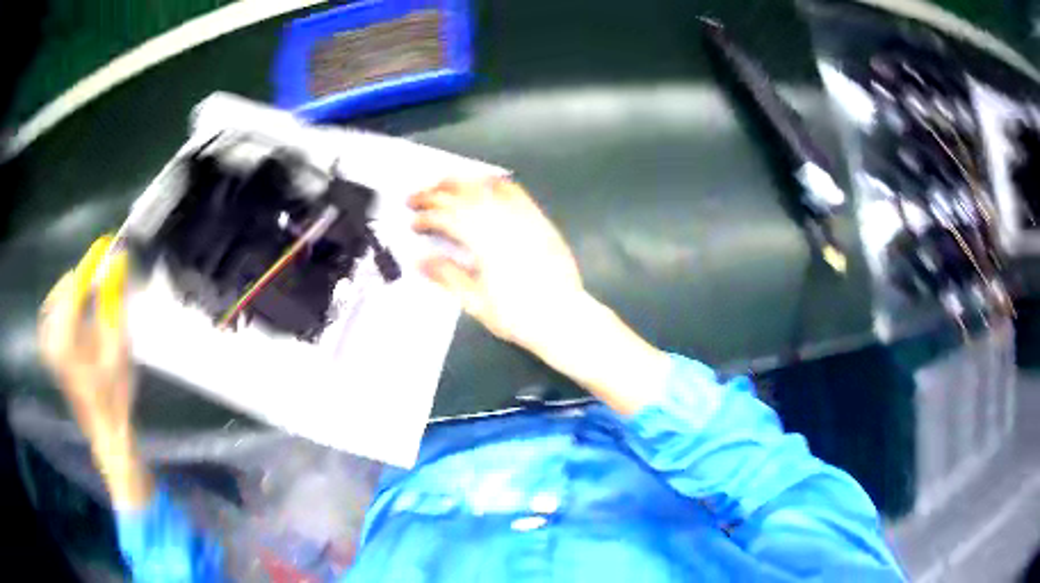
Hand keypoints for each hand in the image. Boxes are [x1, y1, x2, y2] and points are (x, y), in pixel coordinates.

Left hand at [38, 235, 151, 507]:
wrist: (105, 431)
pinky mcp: (49, 351)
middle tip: (103, 276)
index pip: (75, 287)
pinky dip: (63, 304)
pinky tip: (74, 307)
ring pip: (56, 300)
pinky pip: (51, 314)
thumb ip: (114, 301)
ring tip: (91, 291)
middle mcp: (51, 339)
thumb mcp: (119, 348)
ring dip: (74, 291)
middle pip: (64, 291)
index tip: (107, 244)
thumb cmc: (114, 395)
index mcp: (66, 340)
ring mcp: (48, 346)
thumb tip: (118, 262)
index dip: (92, 263)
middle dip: (83, 279)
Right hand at [409, 178, 585, 351]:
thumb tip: (420, 259)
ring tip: (444, 184)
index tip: (413, 222)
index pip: (447, 217)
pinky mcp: (539, 219)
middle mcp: (503, 221)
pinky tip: (485, 183)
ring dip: (461, 182)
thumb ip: (447, 276)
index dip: (427, 217)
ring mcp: (523, 217)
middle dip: (436, 193)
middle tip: (417, 197)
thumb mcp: (475, 302)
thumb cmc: (517, 316)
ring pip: (486, 187)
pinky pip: (515, 191)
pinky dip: (495, 183)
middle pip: (463, 195)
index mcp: (484, 242)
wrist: (562, 317)